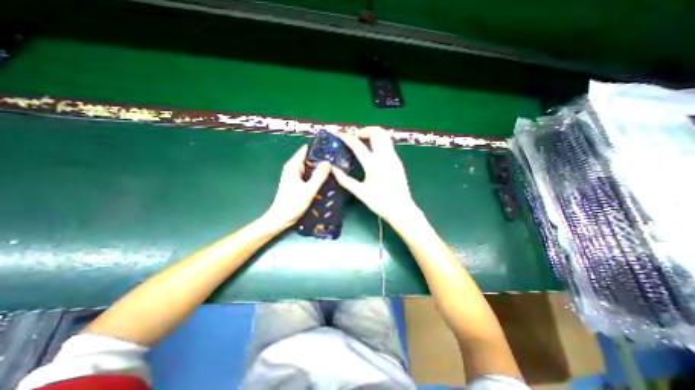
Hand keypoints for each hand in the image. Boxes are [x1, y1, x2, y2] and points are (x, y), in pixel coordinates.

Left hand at [266, 145, 331, 230]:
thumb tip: (328, 162)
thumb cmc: (292, 204)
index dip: (317, 148)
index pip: (305, 150)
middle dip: (321, 157)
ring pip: (309, 167)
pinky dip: (316, 174)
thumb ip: (319, 176)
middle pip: (308, 158)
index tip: (331, 147)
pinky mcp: (298, 183)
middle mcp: (293, 168)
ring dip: (319, 167)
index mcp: (293, 166)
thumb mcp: (308, 190)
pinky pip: (309, 175)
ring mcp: (295, 176)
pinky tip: (326, 177)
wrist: (281, 218)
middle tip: (336, 158)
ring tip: (334, 166)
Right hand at [329, 130, 417, 224]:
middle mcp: (385, 157)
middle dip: (364, 130)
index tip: (340, 134)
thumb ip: (345, 180)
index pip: (358, 146)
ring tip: (363, 141)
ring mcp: (394, 158)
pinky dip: (379, 141)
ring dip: (373, 134)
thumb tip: (333, 169)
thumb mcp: (360, 193)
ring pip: (385, 136)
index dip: (347, 138)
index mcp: (373, 166)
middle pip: (377, 133)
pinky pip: (388, 144)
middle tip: (354, 137)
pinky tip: (372, 151)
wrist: (401, 209)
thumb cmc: (379, 203)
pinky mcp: (398, 161)